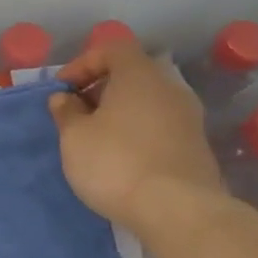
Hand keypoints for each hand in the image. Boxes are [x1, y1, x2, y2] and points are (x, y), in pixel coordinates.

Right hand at [50, 36, 225, 233]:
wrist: (178, 209)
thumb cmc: (116, 163)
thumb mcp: (75, 137)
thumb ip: (66, 112)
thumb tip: (64, 98)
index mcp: (139, 75)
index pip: (112, 48)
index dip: (83, 63)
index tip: (62, 90)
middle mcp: (169, 87)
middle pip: (131, 74)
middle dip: (100, 89)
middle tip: (75, 114)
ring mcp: (188, 117)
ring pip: (146, 101)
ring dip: (119, 112)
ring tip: (95, 138)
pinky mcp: (195, 145)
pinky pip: (159, 125)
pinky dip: (136, 131)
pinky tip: (121, 158)